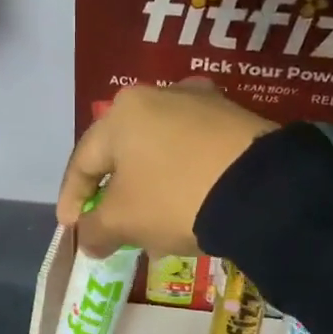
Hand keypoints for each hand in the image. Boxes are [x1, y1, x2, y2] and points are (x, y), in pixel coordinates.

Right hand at [56, 80, 275, 257]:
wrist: (261, 190)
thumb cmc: (174, 198)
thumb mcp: (124, 221)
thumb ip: (95, 230)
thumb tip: (87, 238)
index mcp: (122, 113)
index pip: (83, 160)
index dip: (72, 198)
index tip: (71, 228)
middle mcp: (159, 95)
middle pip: (123, 153)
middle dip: (115, 195)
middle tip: (111, 228)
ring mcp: (202, 103)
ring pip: (161, 154)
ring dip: (150, 191)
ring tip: (153, 226)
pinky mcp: (236, 119)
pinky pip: (194, 154)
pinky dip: (183, 181)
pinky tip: (189, 208)